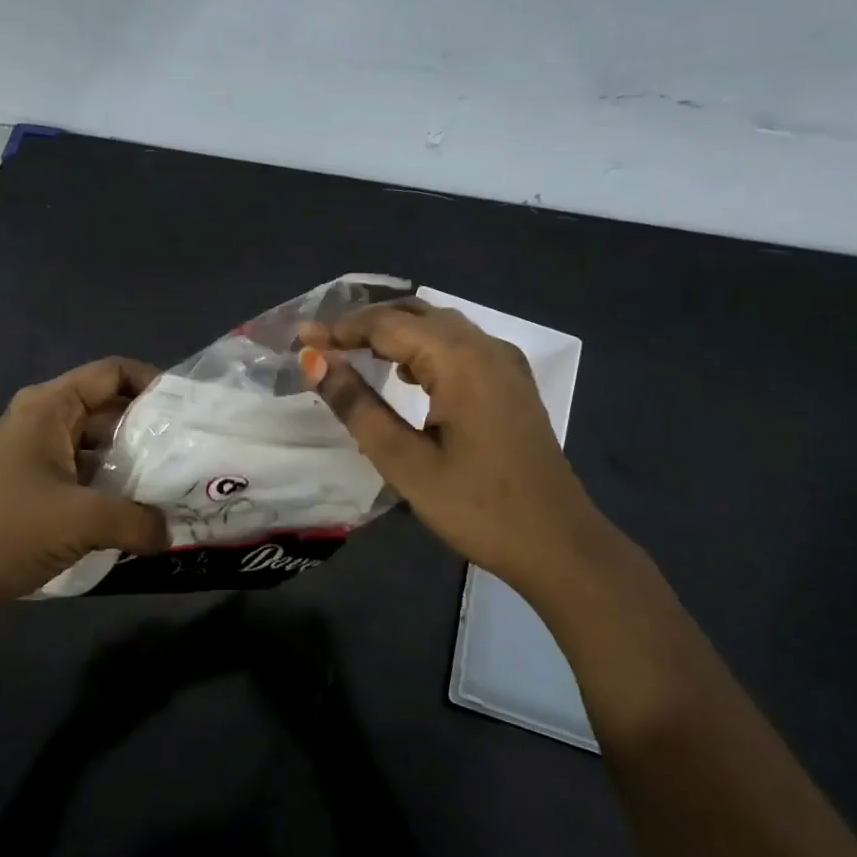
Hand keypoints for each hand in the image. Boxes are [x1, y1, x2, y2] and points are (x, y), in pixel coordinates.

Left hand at [0, 357, 167, 614]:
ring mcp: (41, 461)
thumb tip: (171, 533)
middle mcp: (46, 424)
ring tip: (180, 488)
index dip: (155, 382)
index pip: (113, 373)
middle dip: (153, 432)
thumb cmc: (5, 530)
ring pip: (102, 452)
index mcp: (49, 407)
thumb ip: (137, 520)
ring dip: (137, 469)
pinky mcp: (40, 496)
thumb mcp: (80, 519)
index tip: (191, 410)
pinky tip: (147, 518)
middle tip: (196, 455)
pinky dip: (117, 496)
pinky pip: (89, 483)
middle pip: (112, 412)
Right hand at [298, 300, 607, 593]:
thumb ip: (357, 405)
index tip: (299, 338)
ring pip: (438, 326)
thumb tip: (314, 361)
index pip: (386, 324)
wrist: (557, 543)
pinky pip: (458, 346)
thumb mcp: (405, 461)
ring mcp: (504, 362)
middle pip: (414, 313)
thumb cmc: (476, 507)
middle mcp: (485, 346)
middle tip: (320, 344)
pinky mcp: (511, 382)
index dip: (339, 328)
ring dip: (393, 332)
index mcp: (460, 360)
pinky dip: (422, 347)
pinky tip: (403, 372)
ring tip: (350, 352)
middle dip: (364, 322)